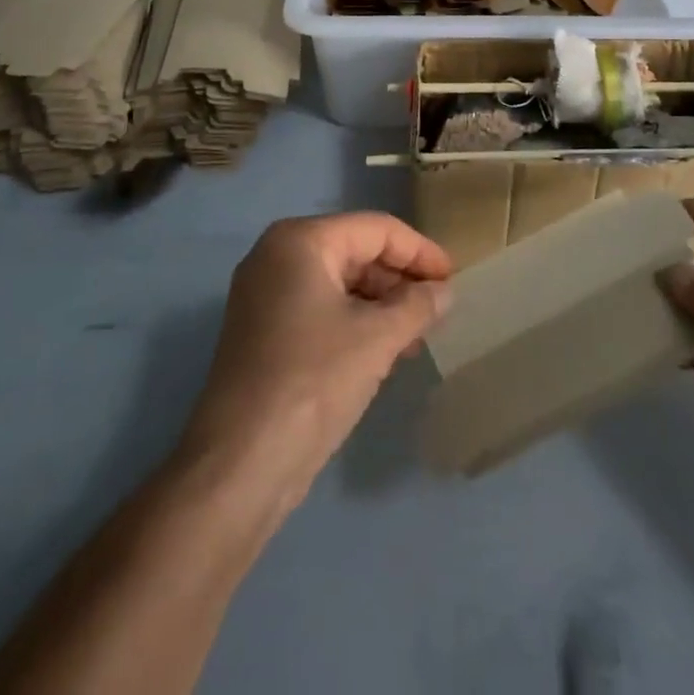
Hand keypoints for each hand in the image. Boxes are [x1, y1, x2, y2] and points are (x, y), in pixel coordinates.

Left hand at [178, 213, 453, 504]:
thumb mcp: (377, 338)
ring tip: (418, 334)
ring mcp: (265, 295)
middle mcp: (277, 256)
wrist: (239, 465)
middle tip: (439, 308)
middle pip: (356, 251)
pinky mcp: (263, 332)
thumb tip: (445, 292)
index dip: (419, 251)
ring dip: (382, 304)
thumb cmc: (313, 381)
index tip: (454, 278)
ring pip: (340, 283)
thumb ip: (418, 305)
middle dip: (400, 279)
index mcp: (300, 241)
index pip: (375, 229)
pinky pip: (321, 310)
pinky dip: (356, 323)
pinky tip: (386, 351)